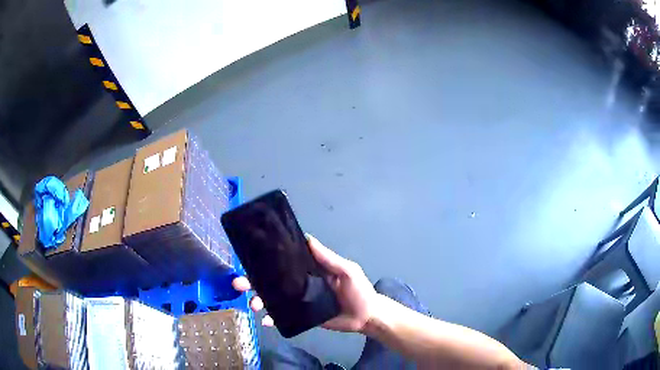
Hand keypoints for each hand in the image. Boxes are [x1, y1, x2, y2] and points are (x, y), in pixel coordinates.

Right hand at [231, 234, 377, 332]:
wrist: (366, 317)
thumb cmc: (359, 291)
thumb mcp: (347, 271)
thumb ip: (329, 258)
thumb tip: (308, 238)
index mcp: (309, 269)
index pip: (284, 262)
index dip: (266, 260)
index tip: (249, 258)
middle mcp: (300, 283)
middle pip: (271, 280)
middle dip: (252, 281)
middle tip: (238, 283)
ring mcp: (298, 300)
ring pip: (273, 298)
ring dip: (259, 300)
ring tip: (253, 304)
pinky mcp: (301, 315)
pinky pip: (282, 316)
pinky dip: (273, 318)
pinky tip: (266, 321)